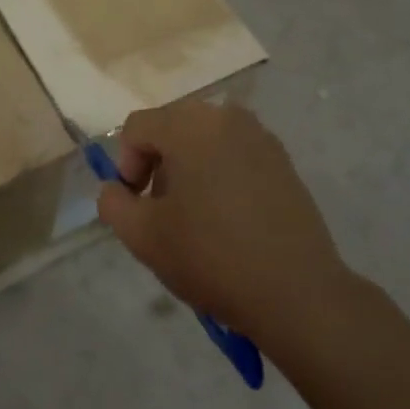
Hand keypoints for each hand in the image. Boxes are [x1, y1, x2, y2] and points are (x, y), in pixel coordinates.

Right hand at [96, 100, 351, 338]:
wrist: (296, 291)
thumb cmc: (212, 257)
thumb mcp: (143, 236)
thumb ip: (113, 203)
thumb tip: (115, 188)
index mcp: (190, 125)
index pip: (137, 127)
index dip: (125, 165)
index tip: (136, 206)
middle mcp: (227, 117)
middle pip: (172, 128)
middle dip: (157, 165)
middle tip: (162, 212)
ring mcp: (260, 136)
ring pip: (204, 141)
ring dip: (188, 170)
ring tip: (196, 218)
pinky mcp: (283, 160)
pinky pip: (234, 154)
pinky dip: (220, 175)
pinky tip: (228, 220)